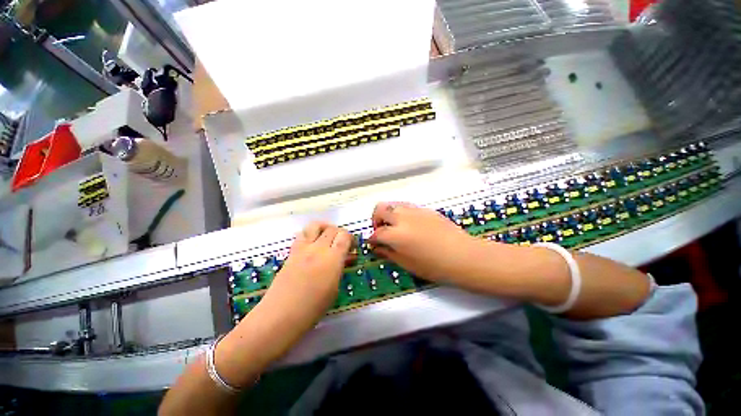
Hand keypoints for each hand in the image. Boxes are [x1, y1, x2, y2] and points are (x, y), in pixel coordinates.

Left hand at [260, 221, 351, 329]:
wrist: (280, 315)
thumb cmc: (313, 308)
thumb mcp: (334, 288)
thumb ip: (340, 268)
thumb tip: (345, 258)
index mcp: (332, 259)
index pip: (344, 236)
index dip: (351, 238)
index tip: (352, 247)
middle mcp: (318, 249)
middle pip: (332, 229)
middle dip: (340, 233)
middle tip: (341, 244)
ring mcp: (302, 249)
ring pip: (315, 226)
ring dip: (324, 228)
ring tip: (327, 237)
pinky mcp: (291, 252)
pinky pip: (302, 234)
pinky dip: (311, 234)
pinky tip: (312, 246)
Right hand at [369, 202, 484, 282]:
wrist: (462, 255)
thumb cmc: (434, 265)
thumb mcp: (407, 264)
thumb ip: (388, 253)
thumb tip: (377, 248)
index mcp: (395, 234)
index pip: (376, 233)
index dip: (372, 239)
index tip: (373, 244)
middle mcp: (402, 218)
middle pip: (380, 209)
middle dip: (376, 219)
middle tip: (382, 231)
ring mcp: (414, 210)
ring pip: (393, 204)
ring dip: (388, 214)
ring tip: (395, 227)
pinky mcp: (425, 209)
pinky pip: (406, 206)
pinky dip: (401, 213)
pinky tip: (410, 225)